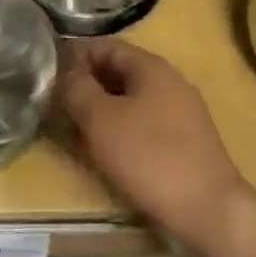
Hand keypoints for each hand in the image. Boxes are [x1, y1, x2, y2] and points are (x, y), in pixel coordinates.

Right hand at [61, 39, 243, 239]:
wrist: (207, 210)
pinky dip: (121, 128)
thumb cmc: (149, 156)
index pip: (106, 46)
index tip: (47, 73)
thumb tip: (65, 73)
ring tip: (75, 126)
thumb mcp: (100, 119)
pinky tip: (106, 148)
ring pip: (131, 99)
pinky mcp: (185, 141)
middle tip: (56, 101)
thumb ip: (77, 89)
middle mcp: (171, 82)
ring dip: (102, 107)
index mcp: (152, 68)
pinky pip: (144, 122)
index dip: (74, 55)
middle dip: (86, 83)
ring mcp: (182, 113)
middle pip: (119, 71)